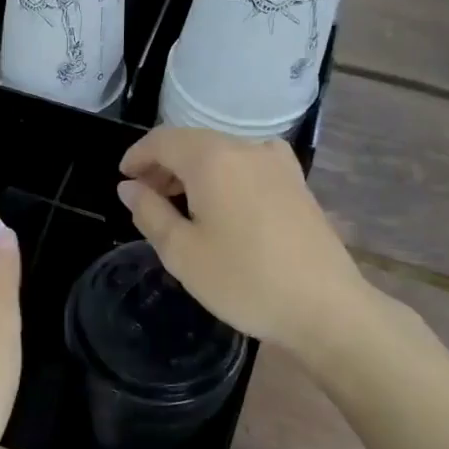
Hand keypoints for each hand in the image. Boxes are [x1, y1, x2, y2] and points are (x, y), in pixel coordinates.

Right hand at [117, 127, 394, 365]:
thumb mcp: (182, 252)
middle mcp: (246, 148)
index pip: (163, 140)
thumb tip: (129, 187)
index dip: (137, 155)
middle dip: (163, 164)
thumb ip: (149, 212)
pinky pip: (247, 164)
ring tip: (178, 205)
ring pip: (221, 152)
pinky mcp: (296, 182)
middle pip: (193, 142)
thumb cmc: (244, 280)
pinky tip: (221, 205)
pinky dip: (223, 175)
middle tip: (144, 197)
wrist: (326, 308)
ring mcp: (277, 163)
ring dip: (193, 170)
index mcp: (212, 159)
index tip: (123, 179)